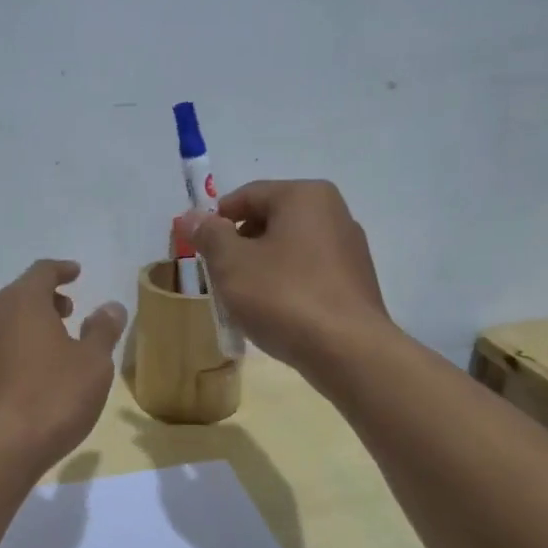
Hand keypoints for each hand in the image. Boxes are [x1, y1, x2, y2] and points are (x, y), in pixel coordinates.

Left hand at [0, 260, 127, 467]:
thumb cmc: (51, 398)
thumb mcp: (92, 363)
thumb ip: (103, 330)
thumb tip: (110, 307)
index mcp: (20, 301)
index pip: (42, 272)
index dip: (62, 270)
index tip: (76, 273)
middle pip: (19, 295)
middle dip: (45, 300)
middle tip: (69, 312)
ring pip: (3, 323)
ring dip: (27, 326)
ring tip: (52, 345)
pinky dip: (13, 349)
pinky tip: (28, 375)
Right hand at [186, 180, 391, 371]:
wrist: (347, 351)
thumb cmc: (283, 297)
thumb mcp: (231, 264)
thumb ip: (209, 235)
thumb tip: (192, 216)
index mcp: (305, 196)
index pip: (247, 195)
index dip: (216, 220)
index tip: (199, 249)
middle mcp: (334, 212)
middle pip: (270, 220)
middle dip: (239, 246)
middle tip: (218, 277)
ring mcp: (350, 249)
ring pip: (289, 249)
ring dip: (261, 268)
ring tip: (243, 300)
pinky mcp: (356, 282)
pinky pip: (309, 273)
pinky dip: (286, 285)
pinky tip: (275, 313)